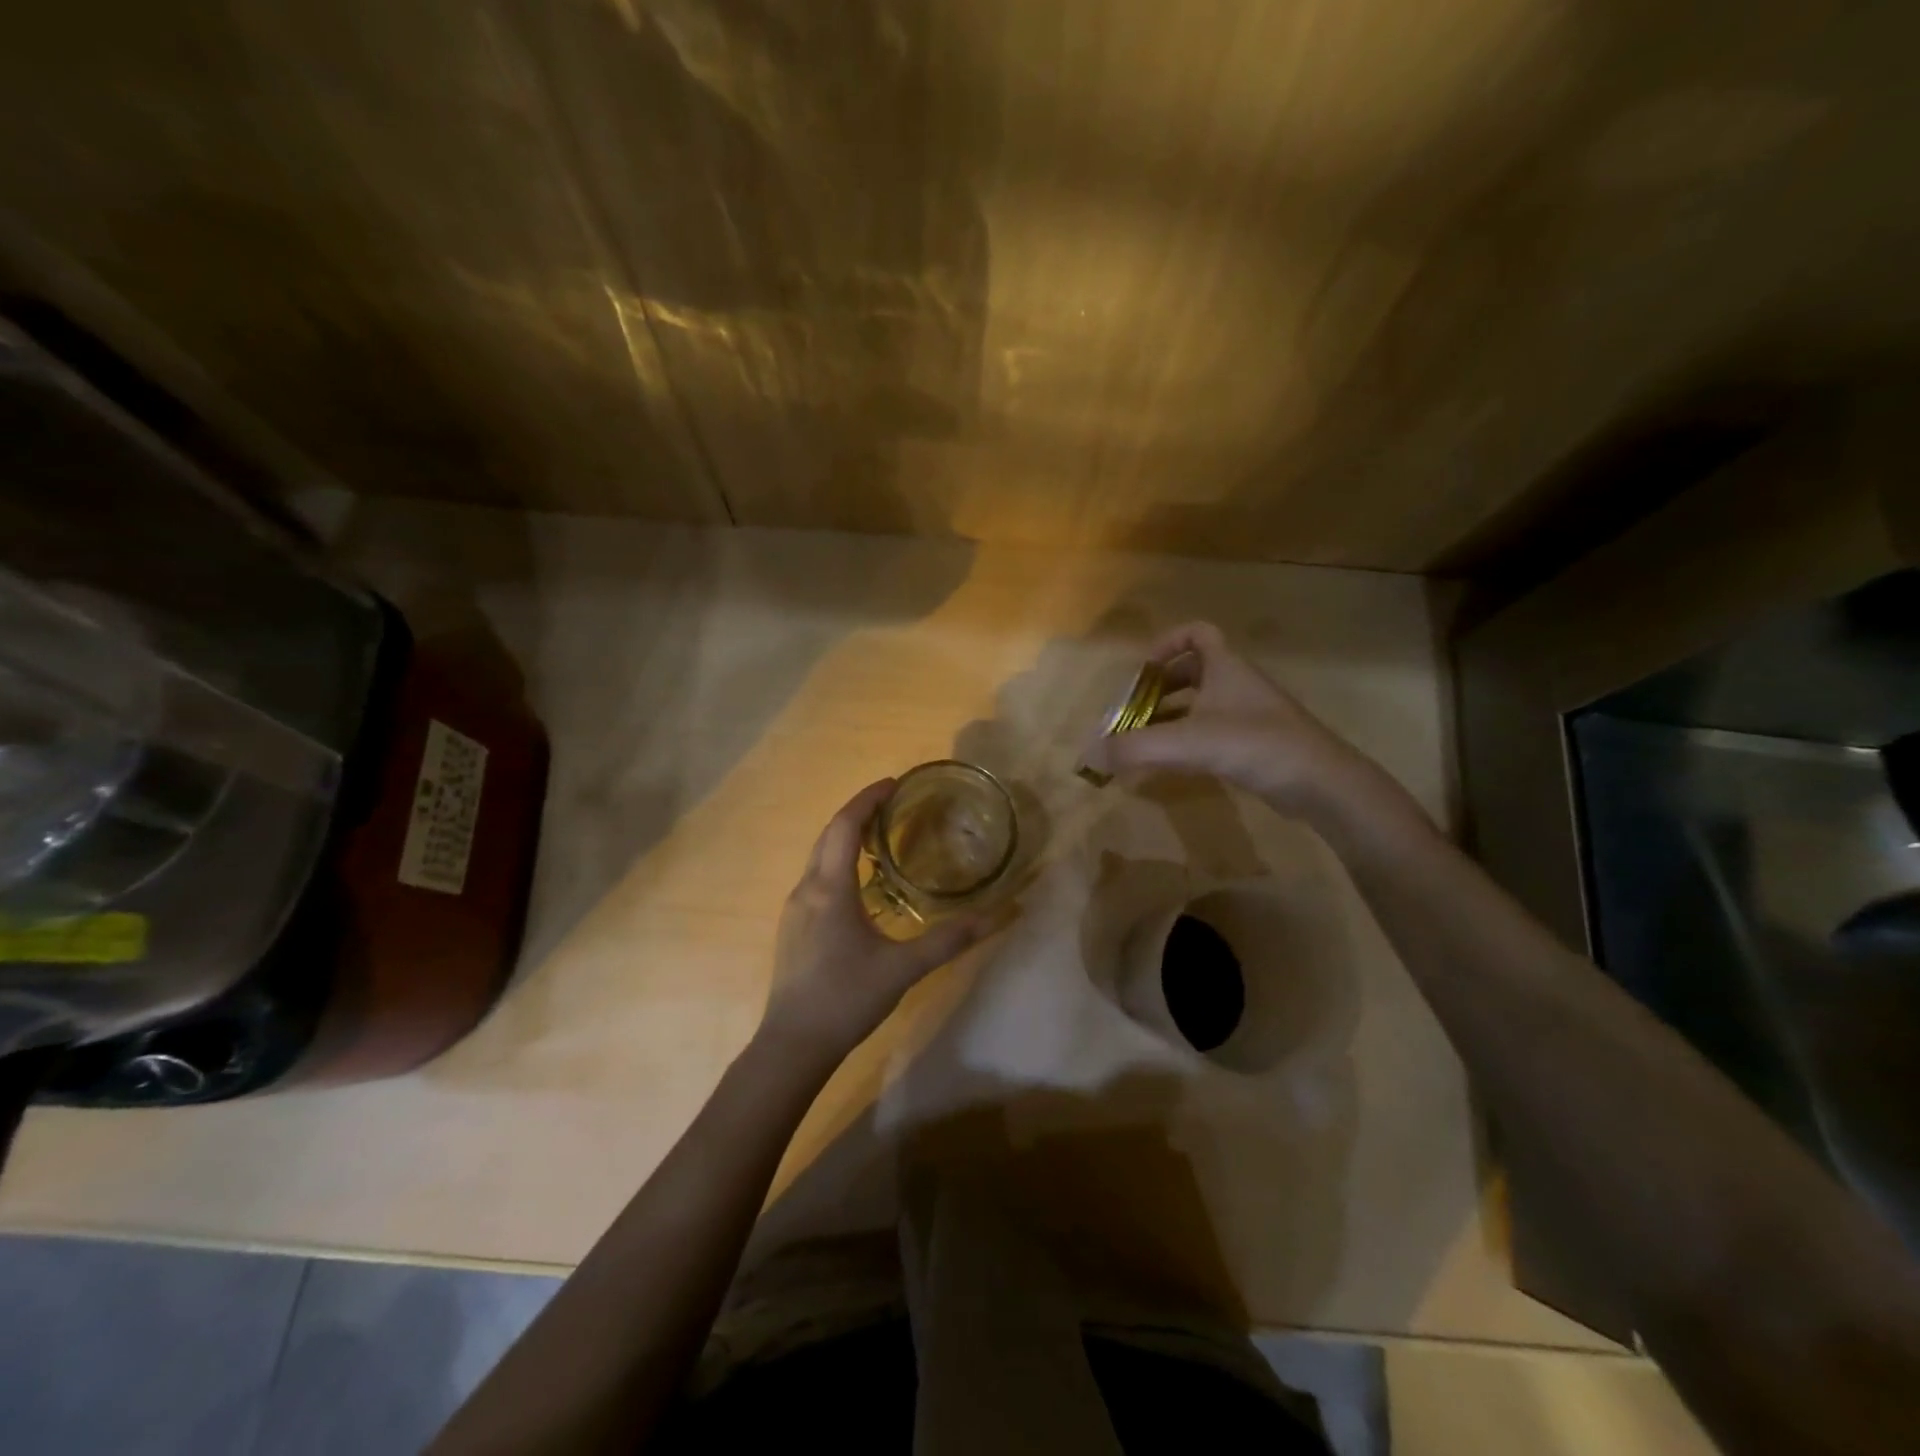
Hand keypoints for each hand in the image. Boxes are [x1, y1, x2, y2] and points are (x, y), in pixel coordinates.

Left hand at [759, 780, 1007, 1066]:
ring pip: (819, 856)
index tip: (894, 783)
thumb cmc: (846, 998)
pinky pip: (816, 877)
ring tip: (881, 835)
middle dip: (858, 811)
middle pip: (829, 834)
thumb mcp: (903, 969)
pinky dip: (838, 861)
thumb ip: (948, 940)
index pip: (845, 826)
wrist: (793, 1044)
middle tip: (892, 802)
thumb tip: (995, 916)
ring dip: (846, 836)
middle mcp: (806, 889)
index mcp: (830, 888)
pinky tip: (860, 882)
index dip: (867, 799)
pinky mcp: (793, 927)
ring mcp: (794, 908)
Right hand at [1082, 621, 1401, 822]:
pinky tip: (1170, 764)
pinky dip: (1188, 740)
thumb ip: (1134, 747)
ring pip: (1202, 704)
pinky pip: (1212, 731)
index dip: (1167, 643)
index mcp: (1226, 667)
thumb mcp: (1187, 743)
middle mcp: (1238, 684)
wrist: (1321, 783)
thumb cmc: (1255, 745)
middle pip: (1193, 671)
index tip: (1142, 670)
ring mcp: (1250, 715)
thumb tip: (1089, 755)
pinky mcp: (1256, 744)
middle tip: (1133, 712)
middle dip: (1159, 689)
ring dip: (1170, 717)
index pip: (1198, 632)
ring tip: (1142, 741)